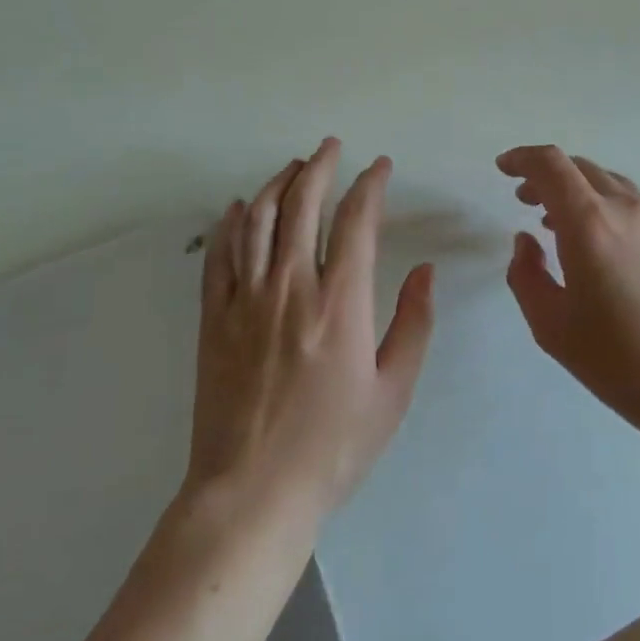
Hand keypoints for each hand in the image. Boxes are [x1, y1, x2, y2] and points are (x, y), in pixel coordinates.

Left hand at [185, 138, 434, 523]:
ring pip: (259, 219)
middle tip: (332, 146)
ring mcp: (246, 299)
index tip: (380, 167)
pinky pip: (220, 255)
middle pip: (303, 204)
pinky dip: (231, 222)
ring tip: (294, 166)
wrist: (251, 494)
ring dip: (278, 184)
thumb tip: (425, 271)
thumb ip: (413, 324)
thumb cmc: (333, 447)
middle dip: (320, 166)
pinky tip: (239, 206)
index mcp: (341, 303)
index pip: (357, 221)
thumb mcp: (393, 392)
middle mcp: (291, 287)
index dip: (371, 185)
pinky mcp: (214, 318)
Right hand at [497, 144, 639, 437]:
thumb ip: (525, 273)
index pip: (551, 165)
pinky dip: (609, 208)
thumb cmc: (615, 358)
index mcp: (589, 223)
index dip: (523, 157)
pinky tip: (607, 245)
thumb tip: (526, 240)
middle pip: (581, 168)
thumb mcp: (549, 324)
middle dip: (547, 176)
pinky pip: (637, 205)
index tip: (505, 168)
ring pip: (611, 184)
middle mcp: (626, 208)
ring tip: (563, 222)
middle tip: (527, 201)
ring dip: (580, 192)